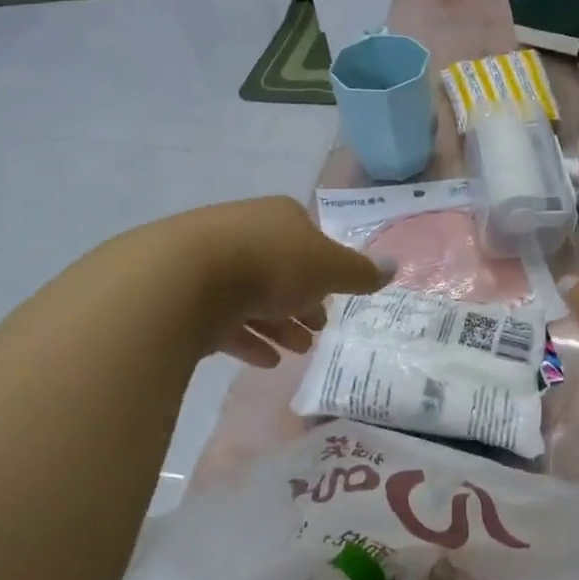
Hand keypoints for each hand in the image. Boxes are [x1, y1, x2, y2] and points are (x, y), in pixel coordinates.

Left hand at [169, 197, 387, 367]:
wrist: (184, 278)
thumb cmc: (271, 264)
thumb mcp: (329, 268)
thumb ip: (361, 273)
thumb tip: (394, 266)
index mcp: (279, 218)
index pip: (309, 240)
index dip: (326, 272)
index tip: (334, 301)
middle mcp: (244, 231)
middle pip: (281, 269)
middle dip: (302, 302)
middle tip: (317, 332)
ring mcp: (209, 261)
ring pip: (251, 295)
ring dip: (278, 325)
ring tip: (296, 353)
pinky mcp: (184, 294)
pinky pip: (223, 318)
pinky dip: (247, 338)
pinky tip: (264, 361)